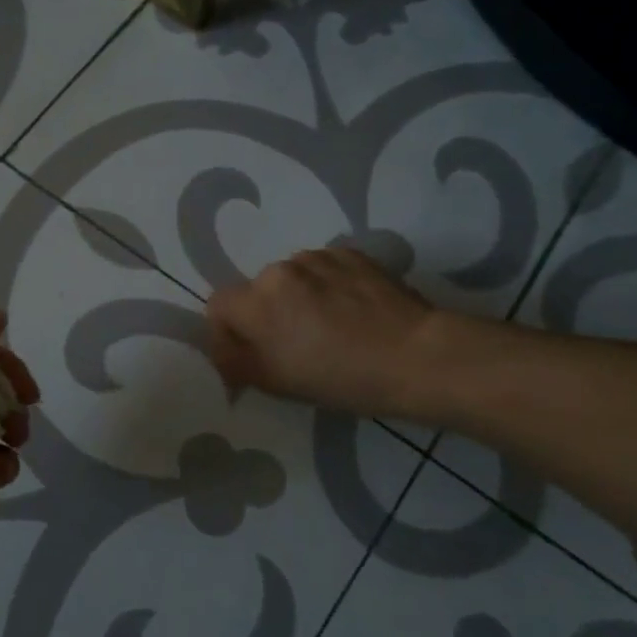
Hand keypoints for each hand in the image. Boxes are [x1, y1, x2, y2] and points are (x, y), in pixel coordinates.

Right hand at [206, 247, 436, 418]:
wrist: (418, 356)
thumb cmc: (342, 378)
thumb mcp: (278, 383)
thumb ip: (236, 362)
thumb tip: (223, 353)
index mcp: (257, 301)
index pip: (218, 305)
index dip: (227, 331)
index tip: (249, 354)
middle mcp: (281, 269)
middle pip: (256, 290)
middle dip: (266, 314)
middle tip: (294, 344)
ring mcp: (319, 257)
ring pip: (291, 278)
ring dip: (297, 298)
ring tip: (328, 326)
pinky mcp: (351, 254)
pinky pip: (324, 269)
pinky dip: (327, 286)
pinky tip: (351, 311)